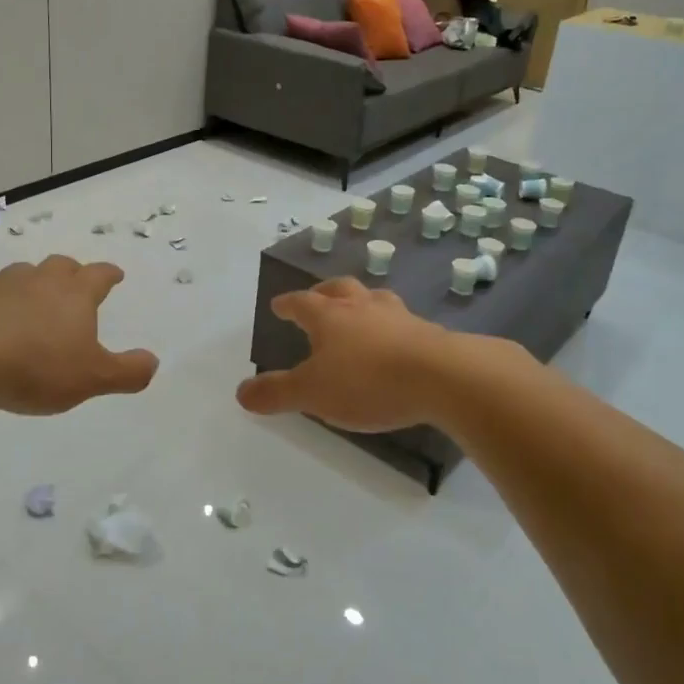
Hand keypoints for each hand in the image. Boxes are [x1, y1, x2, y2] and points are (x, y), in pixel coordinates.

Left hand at [0, 256, 158, 414]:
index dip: (110, 274)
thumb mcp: (91, 378)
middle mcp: (39, 281)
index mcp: (74, 295)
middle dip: (71, 272)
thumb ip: (126, 372)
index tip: (116, 275)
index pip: (99, 275)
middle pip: (60, 266)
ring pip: (20, 274)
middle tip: (74, 284)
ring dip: (30, 283)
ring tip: (30, 300)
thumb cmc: (35, 366)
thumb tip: (153, 361)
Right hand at [236, 277, 460, 432]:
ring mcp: (398, 316)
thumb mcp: (312, 393)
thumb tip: (241, 392)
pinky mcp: (428, 333)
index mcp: (330, 316)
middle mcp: (363, 307)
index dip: (288, 304)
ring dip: (362, 303)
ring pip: (374, 299)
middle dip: (324, 293)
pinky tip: (395, 340)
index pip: (302, 303)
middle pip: (340, 289)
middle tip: (318, 298)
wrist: (443, 378)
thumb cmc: (367, 381)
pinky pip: (402, 322)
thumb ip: (276, 393)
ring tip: (359, 312)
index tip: (279, 305)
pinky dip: (391, 326)